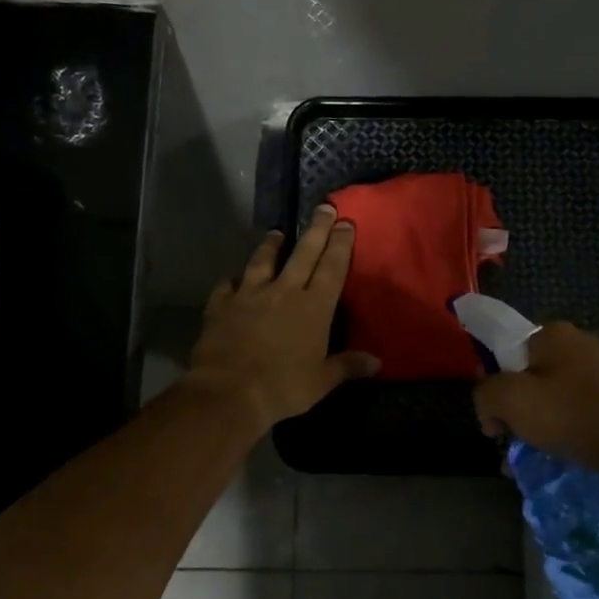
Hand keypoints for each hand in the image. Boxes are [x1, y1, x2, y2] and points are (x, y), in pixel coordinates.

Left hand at [186, 204, 379, 431]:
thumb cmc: (283, 387)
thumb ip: (347, 366)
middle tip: (323, 207)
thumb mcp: (322, 381)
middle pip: (303, 253)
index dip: (340, 244)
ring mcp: (250, 295)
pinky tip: (232, 278)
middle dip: (316, 229)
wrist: (229, 391)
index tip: (345, 222)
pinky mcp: (221, 305)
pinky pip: (227, 287)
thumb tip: (377, 362)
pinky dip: (231, 281)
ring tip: (276, 232)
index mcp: (314, 307)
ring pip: (263, 261)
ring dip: (271, 246)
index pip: (332, 268)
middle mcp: (284, 292)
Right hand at [473, 323, 598, 481]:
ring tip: (532, 458)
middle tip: (511, 440)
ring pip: (553, 397)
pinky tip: (560, 457)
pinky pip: (578, 411)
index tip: (493, 417)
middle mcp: (580, 343)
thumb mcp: (510, 400)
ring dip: (538, 425)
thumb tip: (490, 409)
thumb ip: (485, 394)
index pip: (505, 349)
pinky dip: (564, 431)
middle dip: (515, 409)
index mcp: (552, 333)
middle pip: (529, 375)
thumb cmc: (572, 415)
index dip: (492, 382)